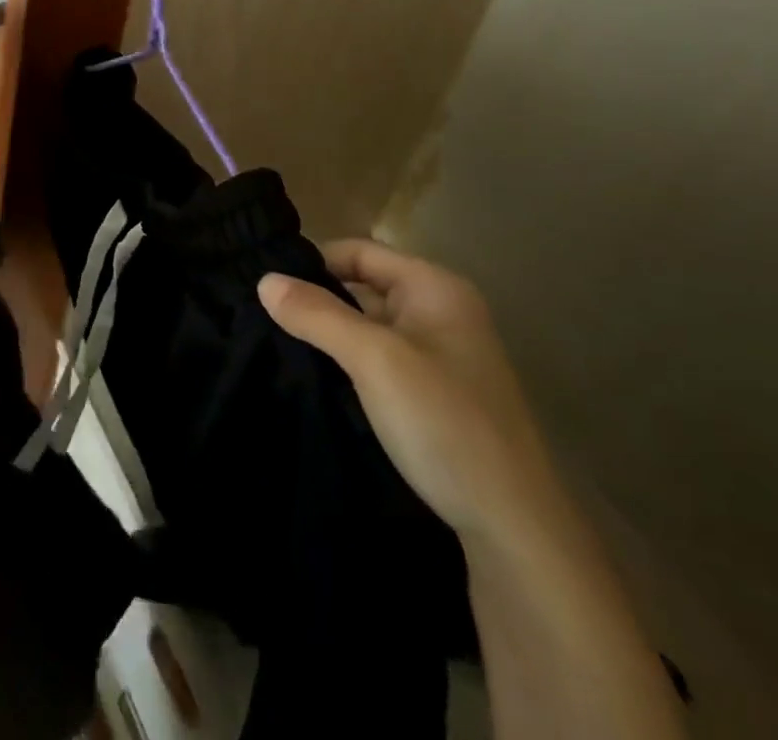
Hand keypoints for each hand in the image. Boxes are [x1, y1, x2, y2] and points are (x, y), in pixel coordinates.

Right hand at [259, 239, 565, 546]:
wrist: (513, 527)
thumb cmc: (444, 422)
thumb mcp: (373, 360)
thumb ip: (317, 314)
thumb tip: (264, 281)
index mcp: (435, 288)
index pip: (360, 251)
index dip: (314, 262)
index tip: (268, 285)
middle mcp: (442, 311)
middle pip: (364, 285)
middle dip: (318, 299)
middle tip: (265, 315)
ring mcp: (442, 355)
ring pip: (370, 325)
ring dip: (331, 333)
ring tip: (279, 343)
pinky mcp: (437, 393)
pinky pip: (381, 359)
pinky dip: (349, 361)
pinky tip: (317, 377)